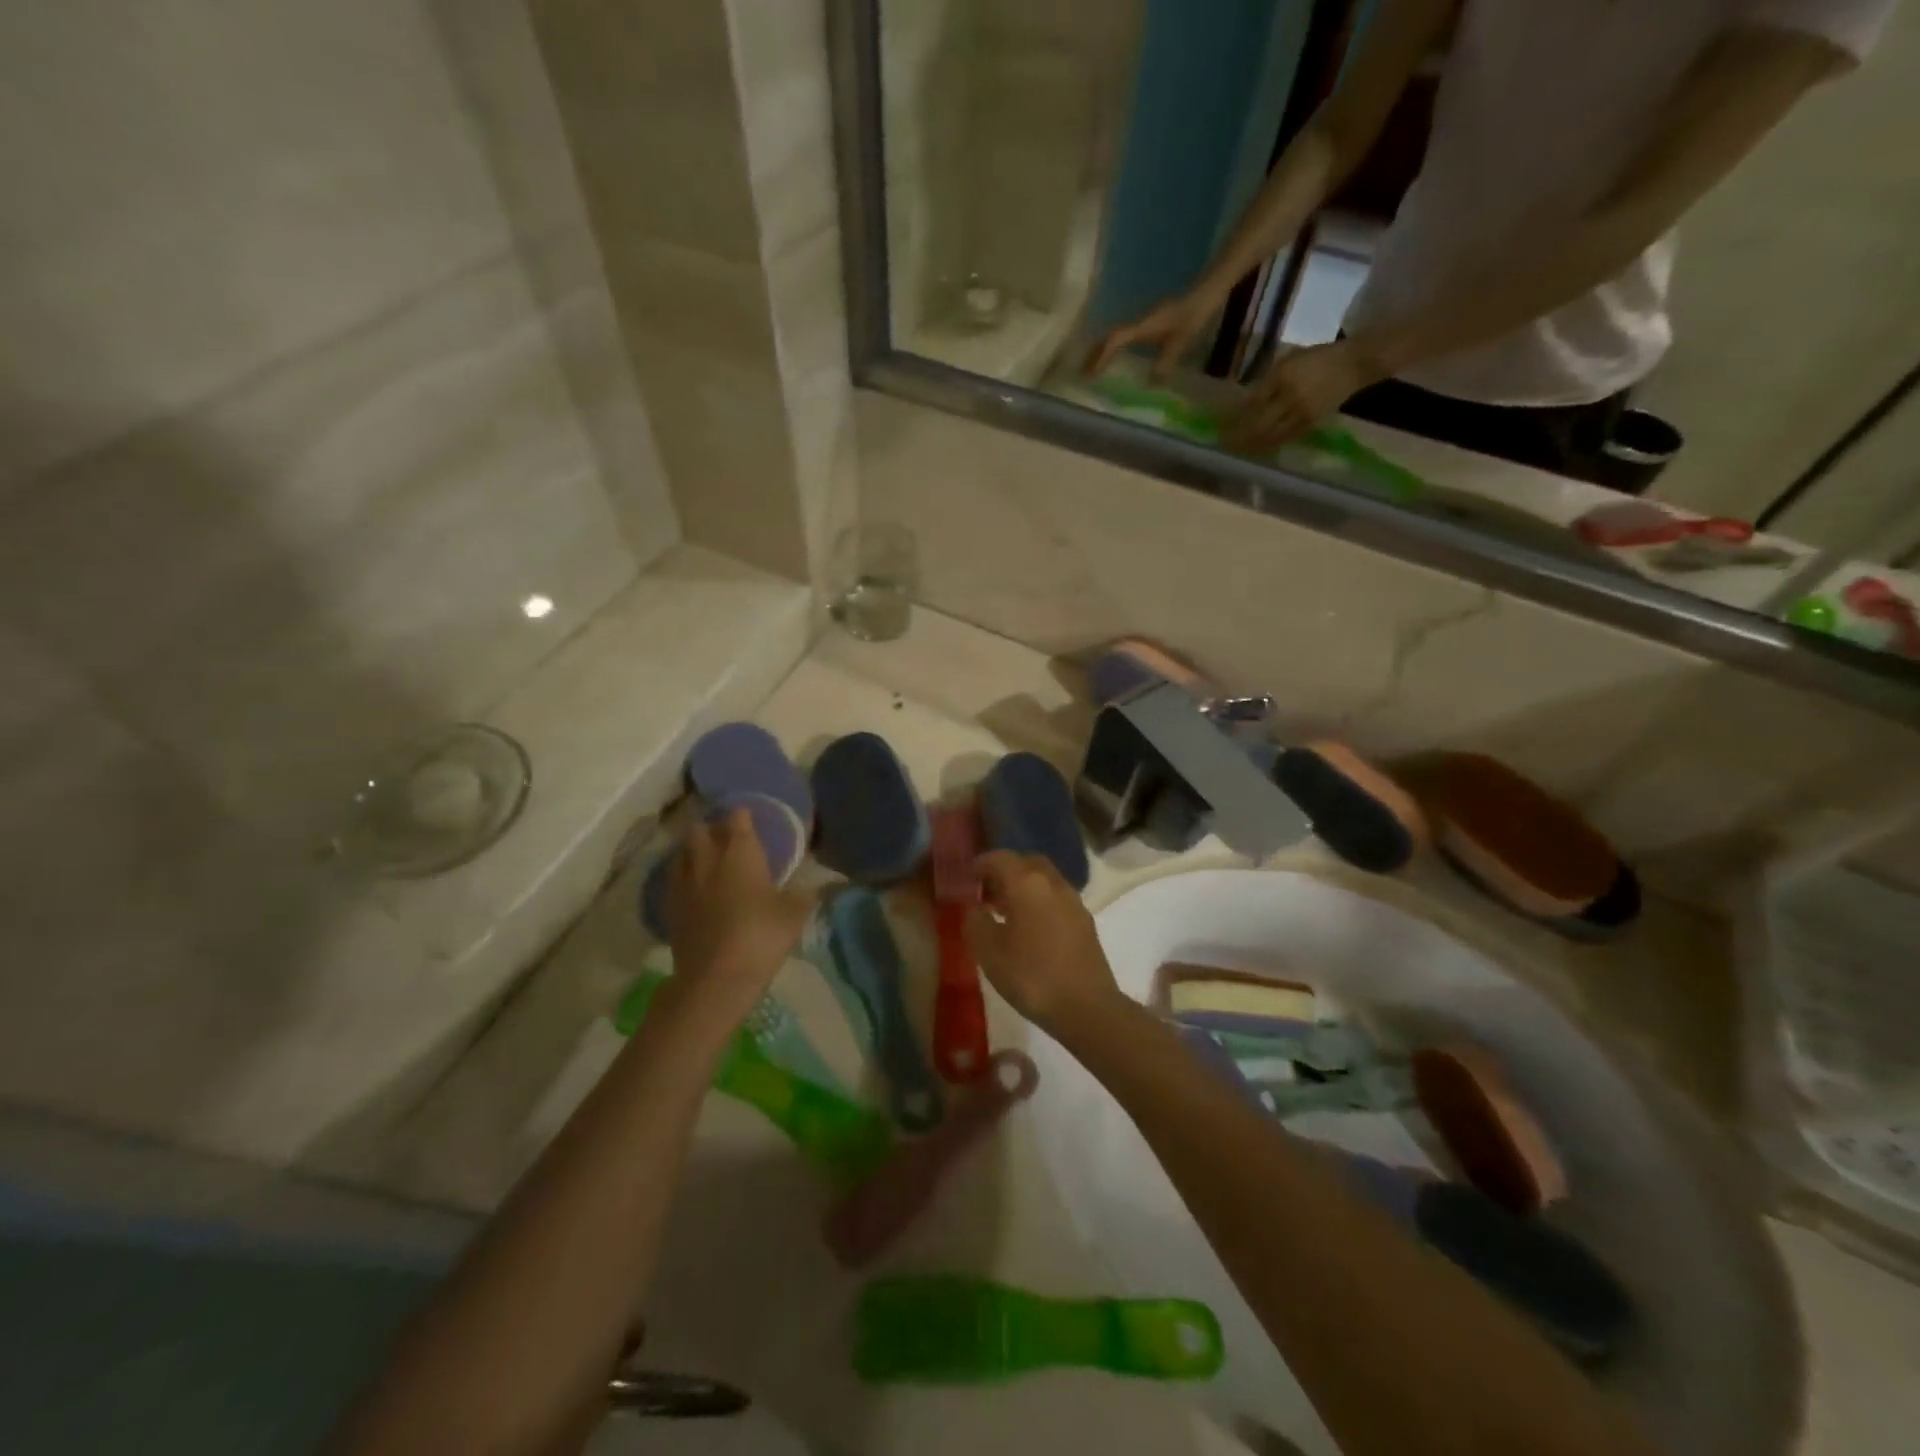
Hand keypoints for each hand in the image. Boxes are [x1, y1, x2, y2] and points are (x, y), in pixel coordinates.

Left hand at [662, 809, 812, 1015]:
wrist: (715, 979)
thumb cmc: (761, 936)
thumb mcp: (795, 913)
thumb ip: (806, 892)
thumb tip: (819, 882)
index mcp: (739, 853)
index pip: (738, 819)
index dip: (743, 815)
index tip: (750, 816)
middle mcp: (707, 859)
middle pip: (701, 830)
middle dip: (712, 829)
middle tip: (728, 838)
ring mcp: (683, 883)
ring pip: (682, 853)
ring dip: (694, 850)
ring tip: (708, 859)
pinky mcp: (670, 908)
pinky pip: (674, 879)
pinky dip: (684, 876)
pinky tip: (695, 889)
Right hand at [966, 851, 1121, 1035]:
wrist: (1086, 1007)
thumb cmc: (1031, 976)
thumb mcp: (989, 952)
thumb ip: (975, 922)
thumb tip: (975, 908)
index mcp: (1026, 883)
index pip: (1000, 858)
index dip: (980, 864)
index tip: (966, 877)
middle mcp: (1052, 883)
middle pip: (1026, 862)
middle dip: (1005, 871)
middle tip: (986, 892)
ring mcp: (1073, 900)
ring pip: (1044, 879)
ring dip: (1023, 886)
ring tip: (1005, 912)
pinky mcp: (1085, 921)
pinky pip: (1056, 898)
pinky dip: (1039, 901)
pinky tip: (1030, 928)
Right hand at [1084, 292, 1219, 379]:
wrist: (1207, 292)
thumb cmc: (1193, 315)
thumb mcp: (1181, 342)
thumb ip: (1165, 363)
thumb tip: (1149, 385)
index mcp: (1143, 326)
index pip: (1115, 340)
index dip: (1101, 356)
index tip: (1090, 374)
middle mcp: (1139, 323)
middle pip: (1109, 337)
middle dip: (1095, 355)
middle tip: (1083, 374)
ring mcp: (1144, 322)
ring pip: (1116, 336)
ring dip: (1103, 351)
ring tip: (1094, 368)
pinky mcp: (1150, 324)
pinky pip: (1126, 337)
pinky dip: (1115, 348)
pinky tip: (1117, 359)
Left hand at [1225, 337, 1387, 451]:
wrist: (1355, 363)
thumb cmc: (1319, 356)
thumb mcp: (1290, 358)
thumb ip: (1268, 378)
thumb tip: (1245, 399)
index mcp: (1281, 375)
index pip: (1251, 402)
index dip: (1234, 416)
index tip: (1220, 425)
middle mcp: (1288, 395)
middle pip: (1257, 423)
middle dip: (1238, 436)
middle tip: (1223, 444)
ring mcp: (1300, 411)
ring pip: (1270, 434)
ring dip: (1251, 445)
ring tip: (1236, 450)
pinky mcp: (1310, 422)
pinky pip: (1285, 438)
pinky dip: (1269, 445)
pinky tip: (1258, 449)